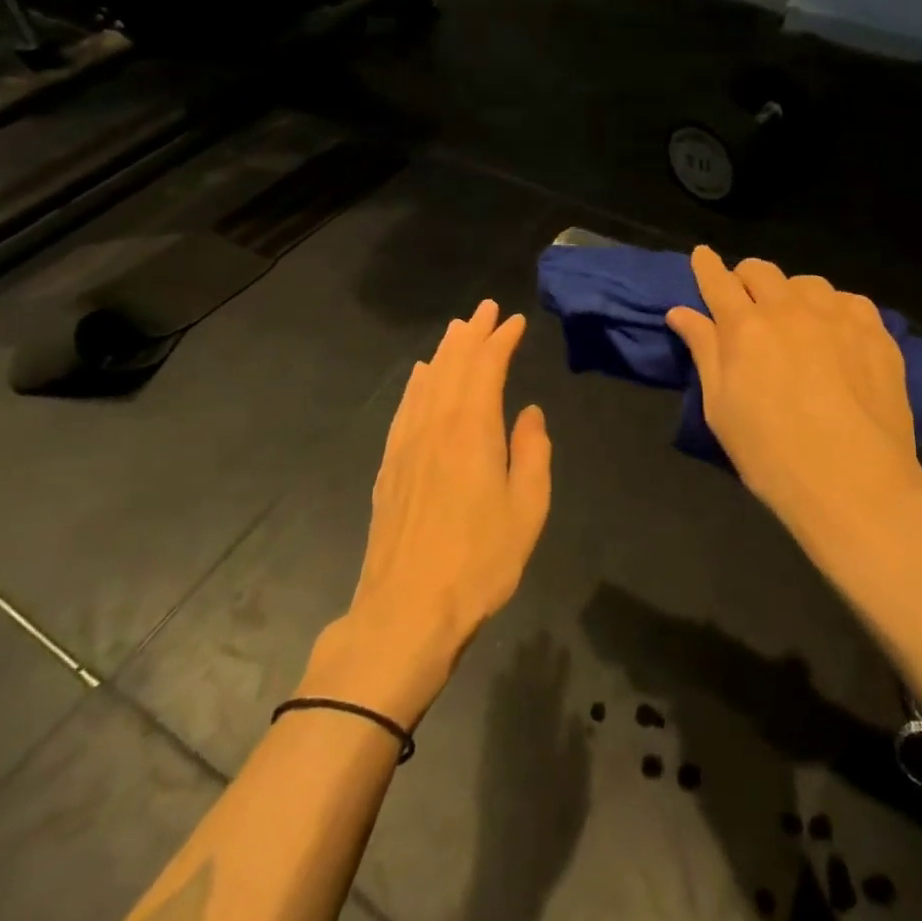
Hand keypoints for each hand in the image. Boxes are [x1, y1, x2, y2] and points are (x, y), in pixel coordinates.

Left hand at [303, 300, 552, 726]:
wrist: (406, 611)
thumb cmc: (479, 561)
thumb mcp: (527, 508)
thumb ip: (532, 452)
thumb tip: (529, 413)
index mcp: (472, 428)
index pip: (486, 366)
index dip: (501, 339)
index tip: (515, 320)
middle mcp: (435, 424)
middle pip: (453, 364)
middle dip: (472, 333)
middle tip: (486, 309)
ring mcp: (406, 444)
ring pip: (427, 381)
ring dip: (445, 351)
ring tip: (458, 330)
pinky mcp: (389, 466)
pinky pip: (405, 407)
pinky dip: (417, 383)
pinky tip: (421, 377)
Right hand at [666, 247, 921, 562]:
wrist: (856, 484)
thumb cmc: (772, 455)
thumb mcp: (721, 409)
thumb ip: (704, 351)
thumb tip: (680, 312)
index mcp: (744, 327)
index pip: (717, 280)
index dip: (706, 265)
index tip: (702, 255)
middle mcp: (788, 309)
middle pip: (760, 270)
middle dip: (746, 278)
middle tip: (746, 302)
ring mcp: (836, 315)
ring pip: (806, 282)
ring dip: (791, 294)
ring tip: (795, 321)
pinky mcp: (875, 331)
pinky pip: (848, 300)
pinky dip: (834, 309)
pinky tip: (837, 335)